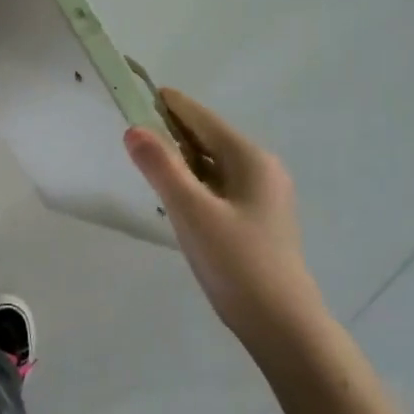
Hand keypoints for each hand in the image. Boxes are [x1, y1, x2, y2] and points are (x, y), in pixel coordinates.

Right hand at [125, 89, 329, 364]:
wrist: (280, 322)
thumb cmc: (236, 262)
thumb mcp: (191, 212)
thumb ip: (161, 168)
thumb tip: (133, 128)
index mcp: (250, 159)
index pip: (204, 120)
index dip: (172, 105)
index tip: (141, 91)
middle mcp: (261, 169)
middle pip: (209, 139)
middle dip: (173, 130)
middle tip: (133, 126)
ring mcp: (262, 195)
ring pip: (213, 163)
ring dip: (182, 156)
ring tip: (146, 155)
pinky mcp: (256, 218)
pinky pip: (218, 185)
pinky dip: (194, 179)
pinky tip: (174, 192)